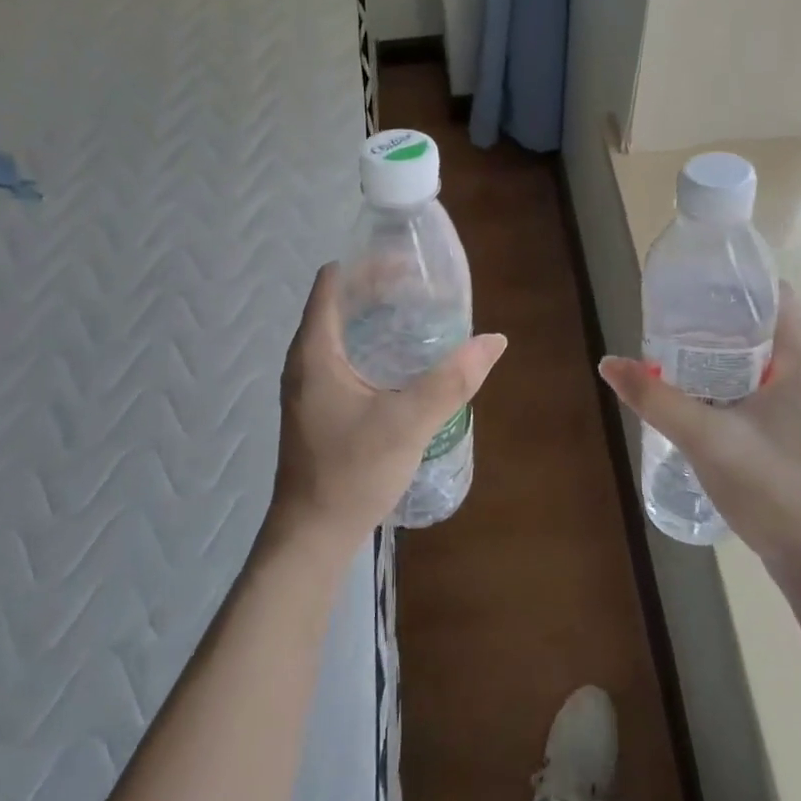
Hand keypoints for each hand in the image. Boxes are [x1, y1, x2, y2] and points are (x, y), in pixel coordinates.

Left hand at [269, 264, 505, 557]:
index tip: (410, 264)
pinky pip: (344, 355)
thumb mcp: (408, 423)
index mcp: (315, 350)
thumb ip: (452, 380)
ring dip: (377, 317)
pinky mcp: (318, 405)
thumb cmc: (351, 472)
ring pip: (342, 330)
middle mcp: (305, 358)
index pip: (334, 281)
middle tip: (426, 289)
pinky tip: (403, 360)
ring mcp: (309, 384)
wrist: (312, 536)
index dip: (369, 264)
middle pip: (340, 301)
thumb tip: (494, 340)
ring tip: (421, 316)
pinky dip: (372, 343)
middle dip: (381, 288)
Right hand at [599, 283, 800, 571]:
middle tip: (675, 317)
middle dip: (722, 317)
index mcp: (800, 364)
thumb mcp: (704, 438)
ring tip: (679, 350)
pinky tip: (701, 396)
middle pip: (766, 327)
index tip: (698, 282)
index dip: (740, 283)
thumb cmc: (770, 488)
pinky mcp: (797, 433)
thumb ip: (655, 399)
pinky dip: (734, 380)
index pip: (778, 298)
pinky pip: (764, 388)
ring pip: (764, 360)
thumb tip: (609, 363)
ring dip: (726, 352)